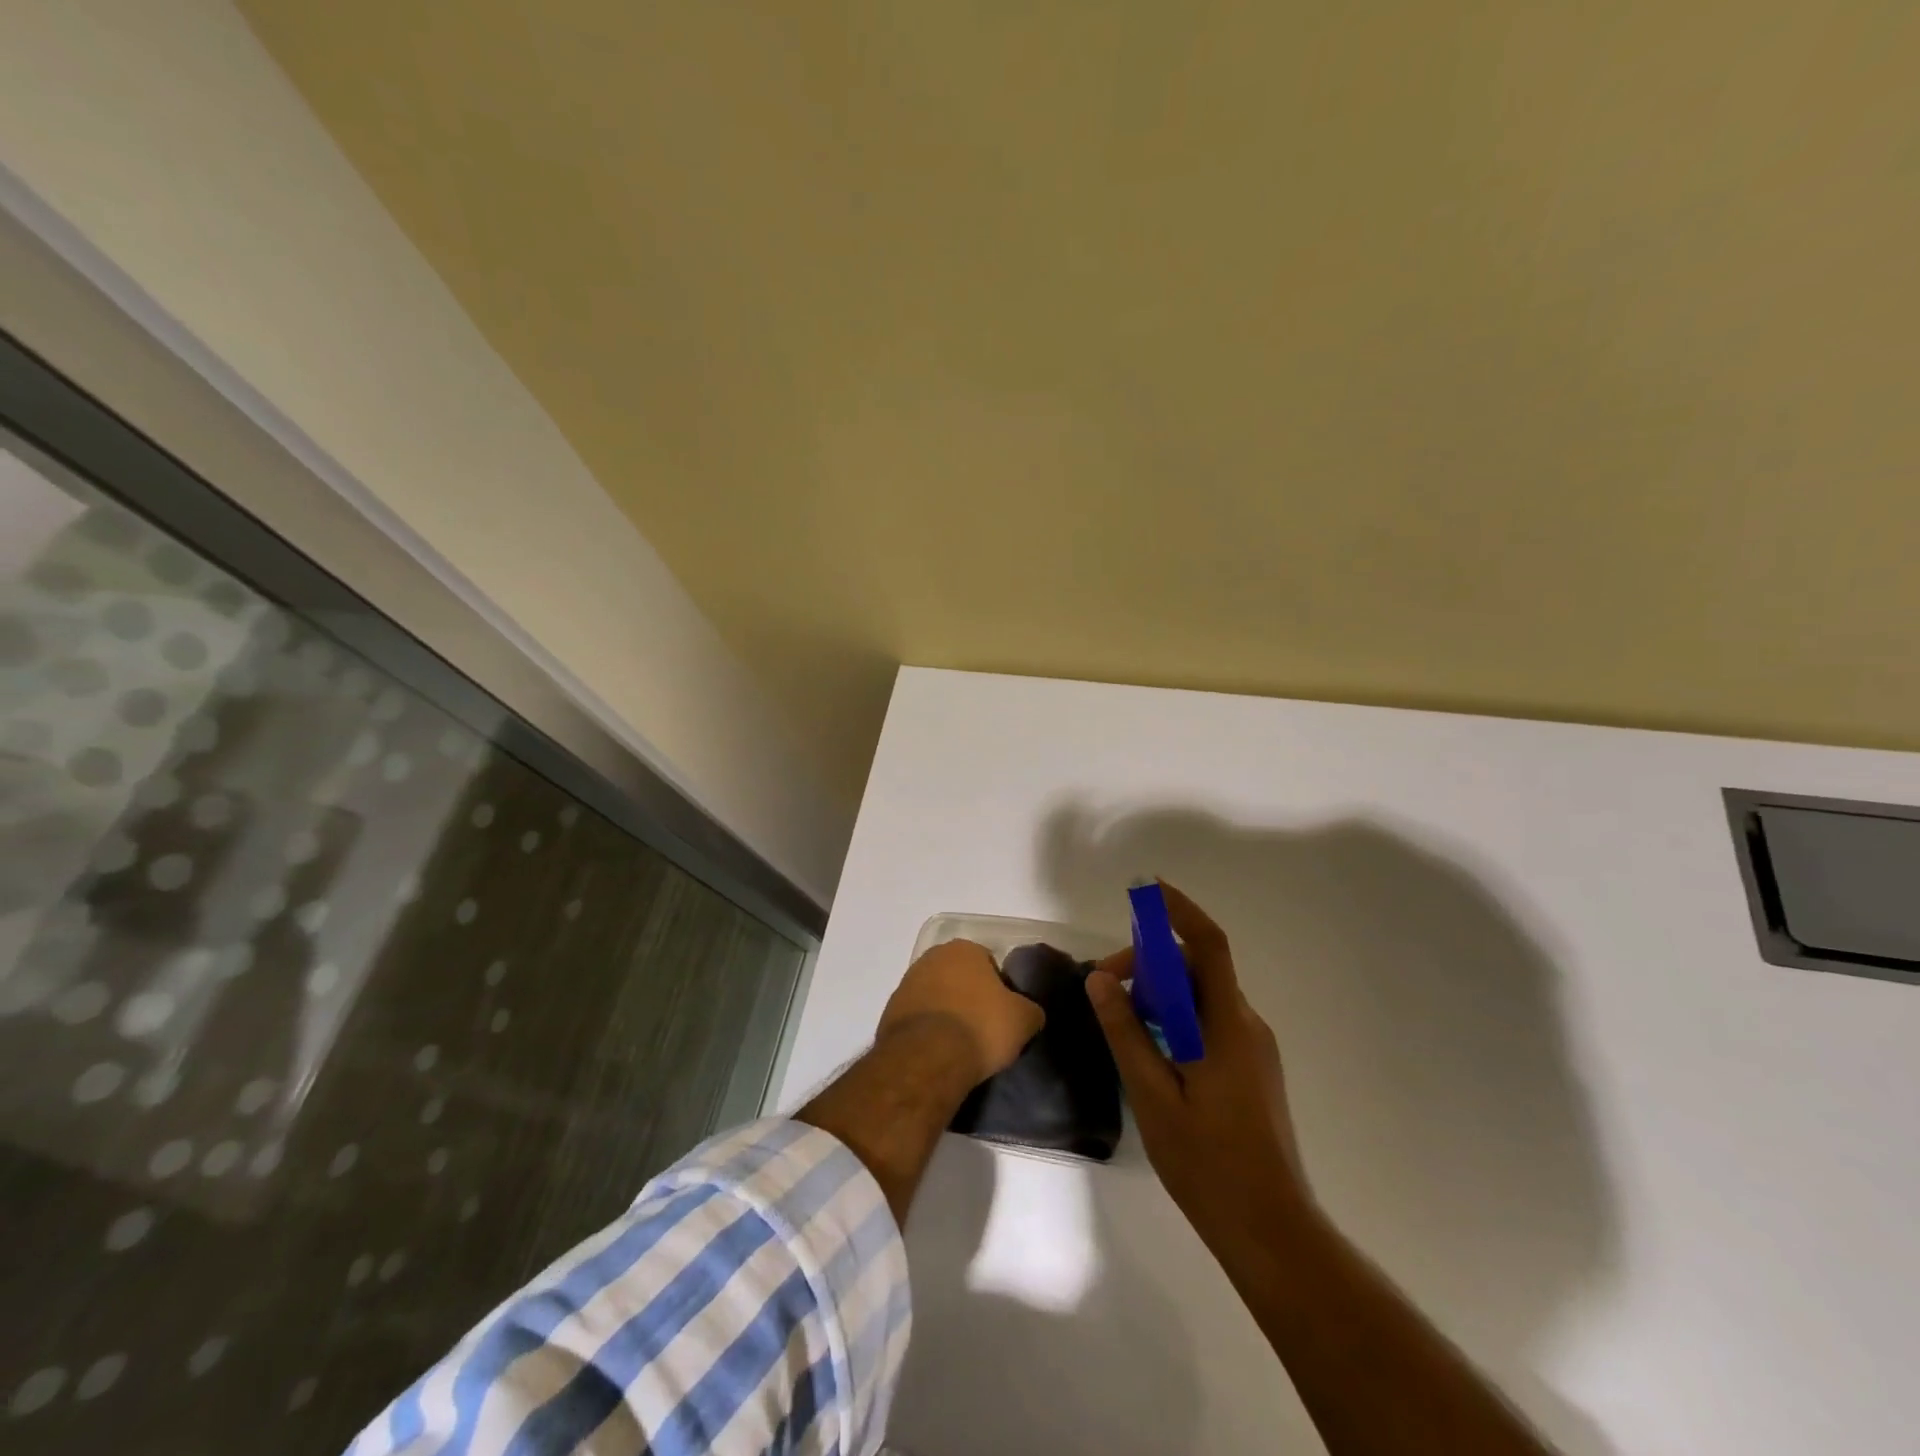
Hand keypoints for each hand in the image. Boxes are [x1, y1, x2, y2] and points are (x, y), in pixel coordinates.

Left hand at [879, 939, 1044, 1085]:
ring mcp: (907, 983)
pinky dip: (928, 1030)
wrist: (927, 1059)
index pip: (989, 963)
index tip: (1003, 1014)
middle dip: (970, 997)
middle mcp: (932, 957)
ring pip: (937, 995)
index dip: (999, 989)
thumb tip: (1029, 1013)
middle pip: (959, 977)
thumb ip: (1030, 1010)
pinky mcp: (890, 1011)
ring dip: (947, 1012)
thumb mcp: (1023, 1020)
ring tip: (961, 1045)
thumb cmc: (980, 1027)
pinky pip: (918, 1017)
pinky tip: (939, 1052)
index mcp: (964, 949)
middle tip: (984, 1028)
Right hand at [1087, 883, 1308, 1249]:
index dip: (1178, 910)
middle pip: (1197, 970)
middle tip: (1105, 989)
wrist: (1271, 1230)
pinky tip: (1148, 1050)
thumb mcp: (1153, 1096)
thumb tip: (1100, 979)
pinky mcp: (1250, 1069)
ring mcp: (1252, 1049)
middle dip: (1149, 965)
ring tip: (1120, 1022)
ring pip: (1201, 998)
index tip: (1145, 890)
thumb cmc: (1208, 1163)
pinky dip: (1175, 1019)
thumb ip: (1126, 1033)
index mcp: (1228, 1025)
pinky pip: (1208, 1023)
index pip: (1207, 945)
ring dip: (1160, 995)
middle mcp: (1246, 1026)